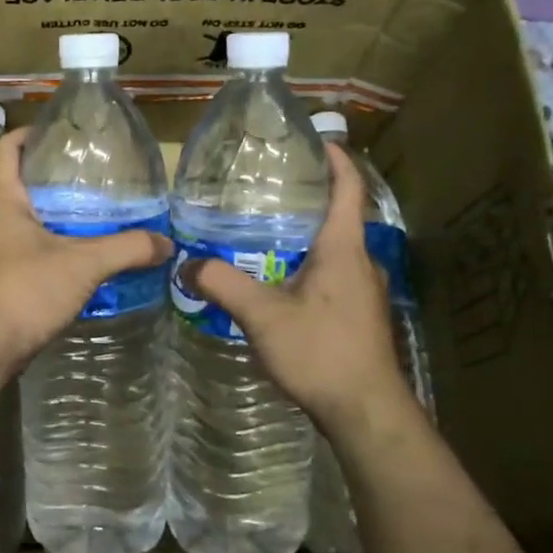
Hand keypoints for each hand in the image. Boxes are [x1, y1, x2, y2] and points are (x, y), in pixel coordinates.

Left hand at [0, 128, 173, 369]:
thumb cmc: (26, 290)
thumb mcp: (84, 265)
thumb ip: (127, 249)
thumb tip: (167, 243)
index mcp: (0, 201)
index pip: (6, 150)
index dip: (26, 134)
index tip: (53, 131)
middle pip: (9, 186)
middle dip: (41, 180)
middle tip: (80, 179)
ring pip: (9, 222)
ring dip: (38, 218)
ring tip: (77, 220)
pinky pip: (9, 252)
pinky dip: (34, 248)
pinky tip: (61, 262)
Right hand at [187, 143, 418, 444]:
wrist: (366, 411)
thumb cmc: (321, 352)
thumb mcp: (263, 316)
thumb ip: (223, 285)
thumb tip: (186, 264)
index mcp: (343, 249)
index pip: (348, 190)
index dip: (337, 161)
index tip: (317, 140)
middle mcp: (360, 262)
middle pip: (338, 217)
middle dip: (308, 199)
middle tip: (267, 189)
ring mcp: (363, 291)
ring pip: (334, 250)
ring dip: (305, 237)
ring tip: (263, 233)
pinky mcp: (358, 315)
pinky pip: (332, 275)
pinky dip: (307, 265)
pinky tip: (278, 282)